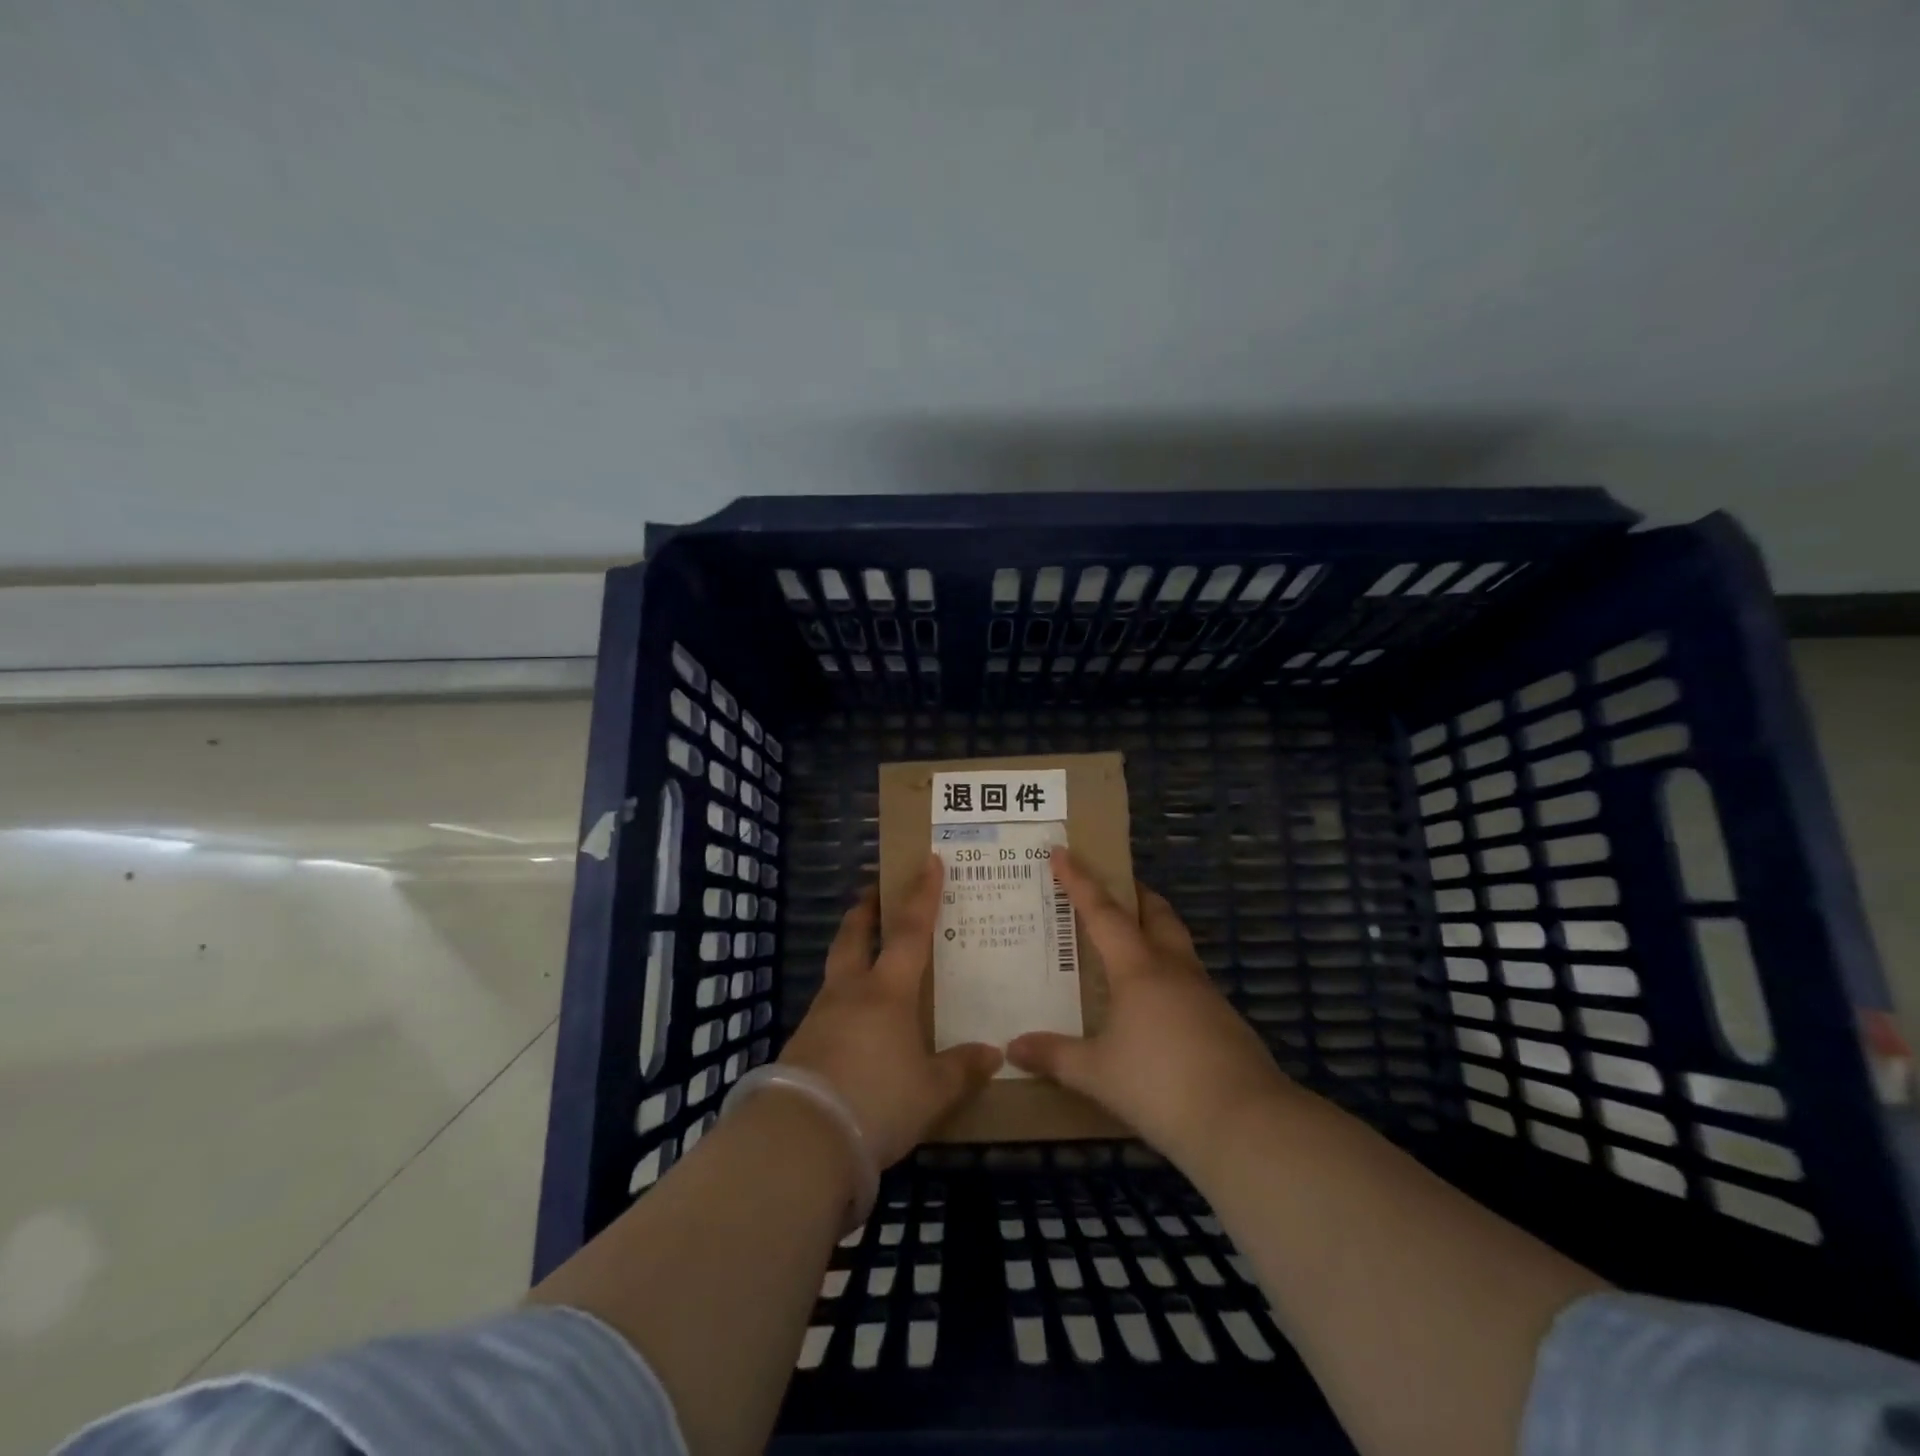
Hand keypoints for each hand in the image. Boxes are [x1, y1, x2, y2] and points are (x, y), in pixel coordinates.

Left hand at [778, 855, 1002, 1167]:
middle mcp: (850, 992)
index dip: (922, 894)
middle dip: (867, 909)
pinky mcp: (802, 1043)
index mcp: (887, 992)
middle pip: (855, 935)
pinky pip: (828, 1006)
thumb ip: (961, 1069)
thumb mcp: (931, 1092)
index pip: (909, 931)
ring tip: (869, 959)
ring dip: (851, 952)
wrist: (801, 1139)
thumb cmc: (877, 1102)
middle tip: (875, 890)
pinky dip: (843, 998)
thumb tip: (992, 1053)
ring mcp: (820, 1015)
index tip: (928, 861)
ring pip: (837, 968)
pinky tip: (854, 1022)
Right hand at [1008, 850, 1290, 1169]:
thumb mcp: (1097, 1073)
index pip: (1102, 911)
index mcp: (1138, 968)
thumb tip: (1013, 1048)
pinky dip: (1167, 973)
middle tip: (1112, 888)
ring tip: (1129, 945)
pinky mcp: (1223, 1020)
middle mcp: (1173, 968)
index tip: (1062, 851)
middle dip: (1134, 894)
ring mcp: (1204, 993)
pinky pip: (1188, 979)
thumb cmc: (1160, 1084)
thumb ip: (1055, 1057)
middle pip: (1156, 913)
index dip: (1079, 880)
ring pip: (1177, 944)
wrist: (1244, 1123)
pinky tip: (1155, 1002)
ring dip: (1154, 931)